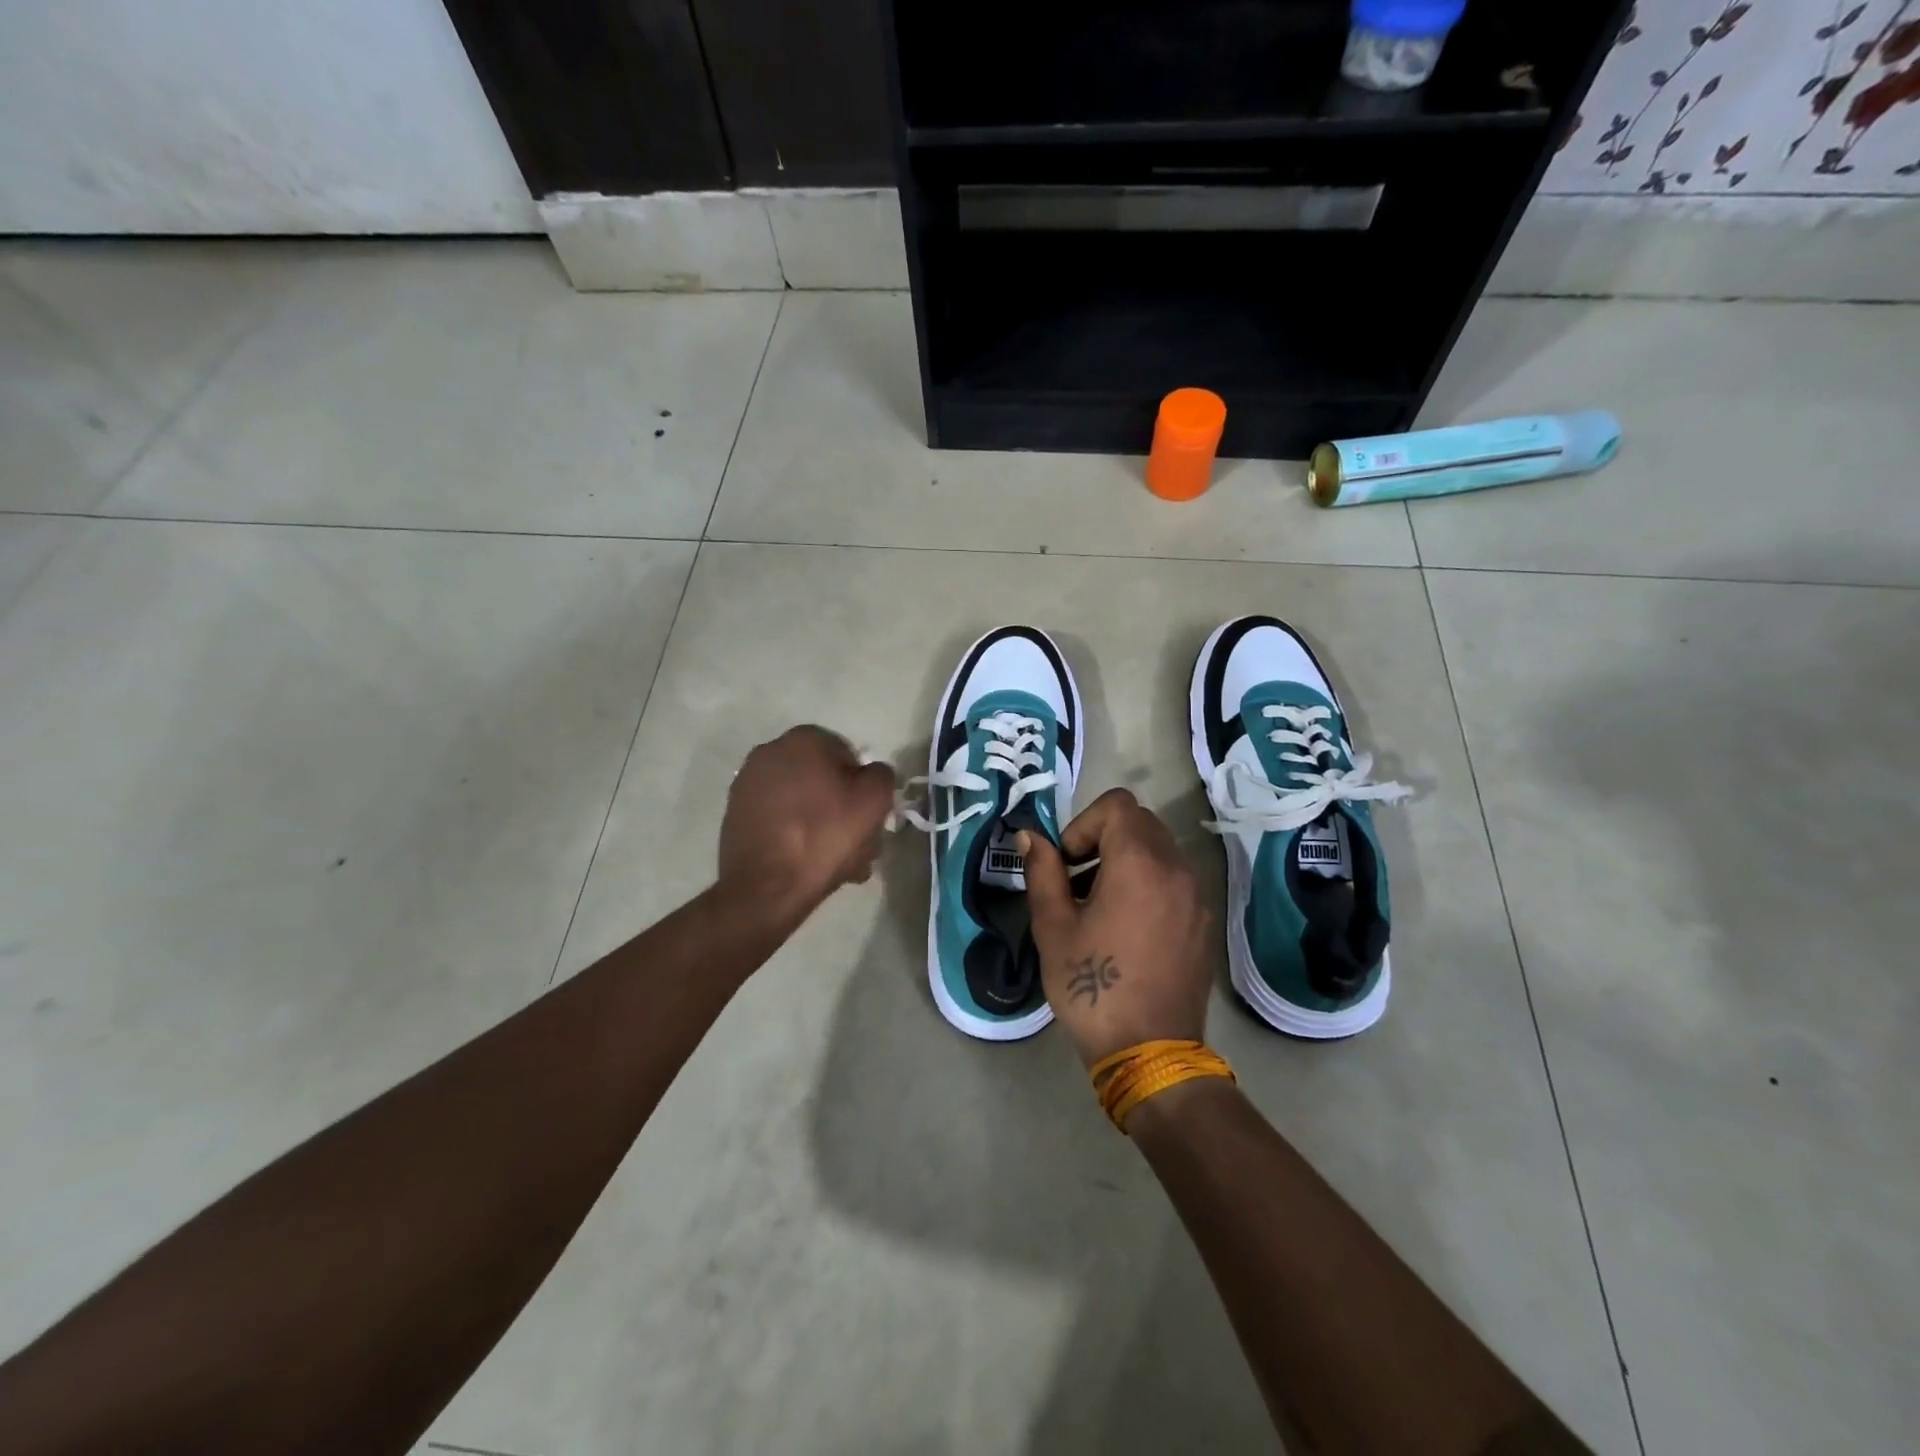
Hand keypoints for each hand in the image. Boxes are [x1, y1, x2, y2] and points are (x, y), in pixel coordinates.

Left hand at [717, 727, 896, 920]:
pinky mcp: (735, 814)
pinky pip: (779, 819)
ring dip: (822, 825)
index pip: (849, 757)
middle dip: (842, 810)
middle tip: (858, 845)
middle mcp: (770, 752)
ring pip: (802, 802)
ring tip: (837, 864)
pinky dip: (795, 834)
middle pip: (823, 781)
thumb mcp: (874, 801)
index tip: (869, 819)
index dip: (864, 789)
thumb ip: (881, 775)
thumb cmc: (824, 836)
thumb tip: (870, 774)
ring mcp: (748, 784)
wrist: (765, 888)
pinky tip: (808, 863)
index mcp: (804, 739)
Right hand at [1020, 789, 1212, 1067]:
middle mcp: (1176, 869)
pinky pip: (1174, 879)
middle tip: (1077, 879)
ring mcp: (1196, 896)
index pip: (1116, 805)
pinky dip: (1148, 882)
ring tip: (1099, 905)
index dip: (1083, 823)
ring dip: (1125, 859)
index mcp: (1139, 863)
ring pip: (1159, 850)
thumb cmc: (1092, 985)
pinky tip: (1127, 927)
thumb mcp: (1053, 926)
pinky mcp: (1204, 921)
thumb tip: (1029, 836)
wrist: (1150, 1052)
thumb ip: (1042, 871)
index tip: (1067, 863)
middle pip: (1140, 822)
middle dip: (1103, 838)